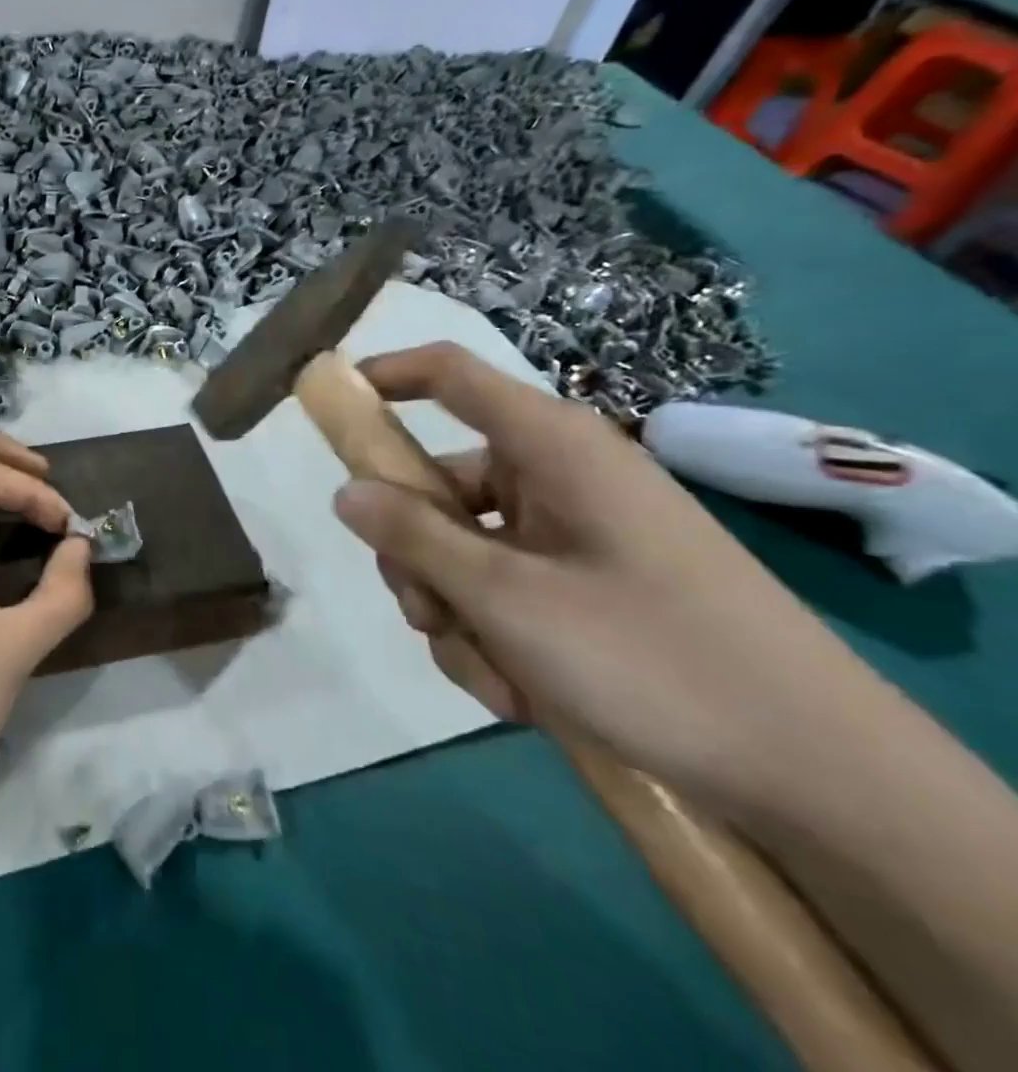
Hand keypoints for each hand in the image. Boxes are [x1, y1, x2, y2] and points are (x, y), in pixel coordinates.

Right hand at [332, 343, 878, 813]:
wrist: (818, 775)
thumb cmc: (651, 656)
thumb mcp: (508, 598)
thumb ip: (414, 537)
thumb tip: (345, 492)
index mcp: (549, 447)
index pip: (448, 374)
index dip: (383, 375)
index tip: (331, 408)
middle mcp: (557, 477)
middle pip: (439, 486)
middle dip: (417, 556)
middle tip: (424, 612)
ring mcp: (573, 534)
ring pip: (463, 551)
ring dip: (454, 611)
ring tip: (488, 673)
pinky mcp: (586, 586)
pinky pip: (502, 591)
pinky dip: (494, 636)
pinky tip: (519, 694)